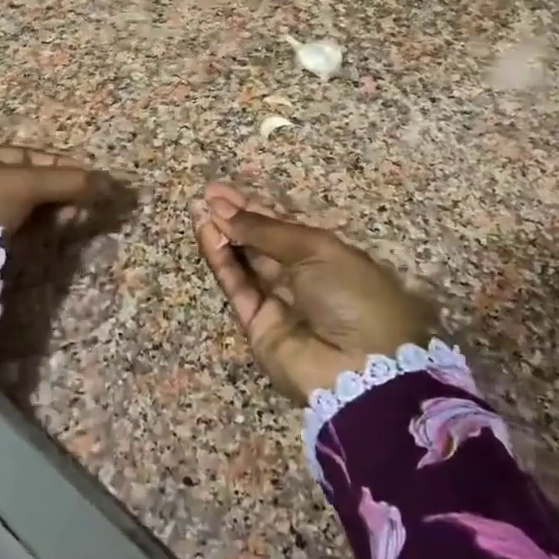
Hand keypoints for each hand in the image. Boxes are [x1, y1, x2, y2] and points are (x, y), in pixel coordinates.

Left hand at [0, 141, 114, 236]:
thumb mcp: (27, 183)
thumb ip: (68, 181)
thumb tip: (111, 182)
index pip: (31, 156)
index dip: (64, 166)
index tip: (91, 179)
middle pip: (30, 182)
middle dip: (61, 192)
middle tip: (87, 204)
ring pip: (26, 206)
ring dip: (54, 212)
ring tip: (78, 219)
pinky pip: (19, 227)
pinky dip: (40, 228)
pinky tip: (58, 231)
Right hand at [190, 182, 438, 402]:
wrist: (361, 368)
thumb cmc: (352, 294)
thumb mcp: (316, 250)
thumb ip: (265, 230)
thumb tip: (224, 210)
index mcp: (328, 255)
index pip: (284, 225)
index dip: (255, 206)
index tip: (225, 190)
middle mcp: (302, 277)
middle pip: (261, 242)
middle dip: (234, 217)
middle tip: (206, 194)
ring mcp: (278, 302)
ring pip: (244, 262)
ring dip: (221, 235)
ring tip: (198, 209)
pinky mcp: (257, 325)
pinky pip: (236, 286)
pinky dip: (220, 260)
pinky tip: (206, 234)